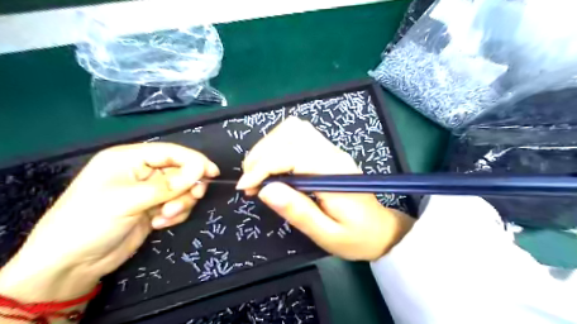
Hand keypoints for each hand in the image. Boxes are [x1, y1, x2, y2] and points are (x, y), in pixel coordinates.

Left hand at [0, 143, 218, 301]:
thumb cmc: (90, 222)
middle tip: (193, 198)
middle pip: (180, 171)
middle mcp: (141, 172)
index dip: (194, 160)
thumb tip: (201, 170)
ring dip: (180, 203)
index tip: (213, 173)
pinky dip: (175, 214)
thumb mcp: (129, 200)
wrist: (71, 264)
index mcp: (129, 158)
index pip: (171, 152)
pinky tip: (158, 224)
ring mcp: (148, 191)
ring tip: (165, 217)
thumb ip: (168, 185)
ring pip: (182, 189)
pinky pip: (178, 205)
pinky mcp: (153, 208)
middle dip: (187, 187)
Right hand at [237, 117, 412, 262]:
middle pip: (290, 133)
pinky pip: (298, 135)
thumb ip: (298, 211)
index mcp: (333, 173)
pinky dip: (278, 144)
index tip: (245, 187)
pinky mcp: (327, 151)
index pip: (291, 154)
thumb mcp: (327, 234)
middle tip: (250, 182)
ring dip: (268, 146)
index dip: (263, 167)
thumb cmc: (356, 237)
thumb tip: (265, 190)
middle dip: (261, 154)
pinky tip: (273, 165)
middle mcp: (332, 153)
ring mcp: (331, 149)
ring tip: (258, 172)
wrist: (381, 230)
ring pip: (294, 129)